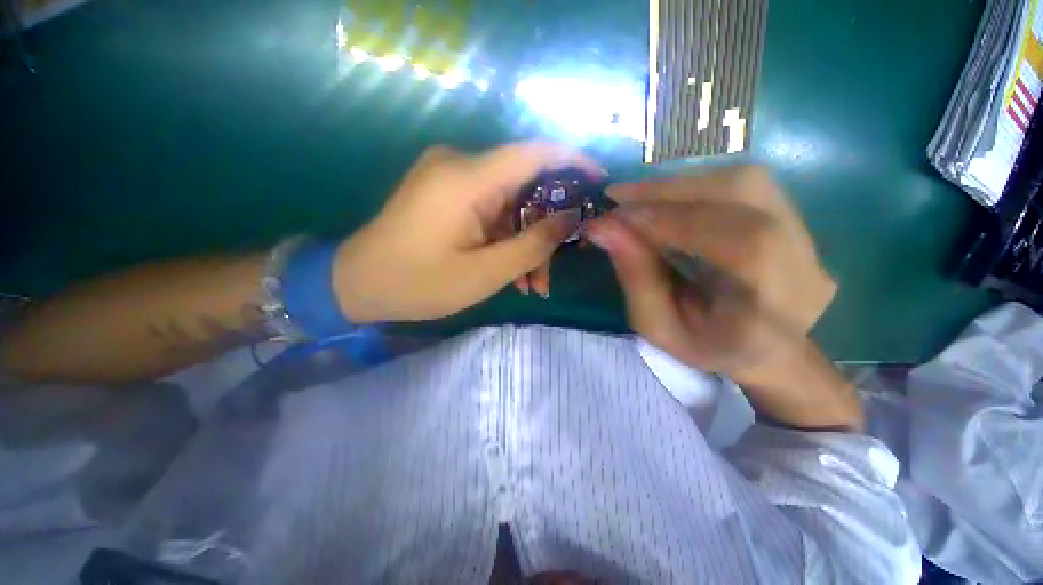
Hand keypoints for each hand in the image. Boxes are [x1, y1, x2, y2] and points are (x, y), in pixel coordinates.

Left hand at [332, 142, 604, 323]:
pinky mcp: (445, 194)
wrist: (355, 284)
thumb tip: (571, 216)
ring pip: (509, 204)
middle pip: (524, 187)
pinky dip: (505, 238)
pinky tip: (511, 270)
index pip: (535, 152)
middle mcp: (459, 165)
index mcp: (467, 178)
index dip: (573, 161)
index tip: (599, 182)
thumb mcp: (486, 273)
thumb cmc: (418, 283)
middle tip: (553, 269)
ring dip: (525, 241)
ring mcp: (450, 179)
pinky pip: (489, 210)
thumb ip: (533, 243)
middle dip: (545, 227)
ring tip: (532, 283)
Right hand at [585, 165, 835, 385]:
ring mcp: (807, 234)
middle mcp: (803, 260)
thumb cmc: (705, 348)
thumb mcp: (658, 326)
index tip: (615, 217)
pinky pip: (745, 184)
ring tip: (637, 198)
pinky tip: (666, 200)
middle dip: (670, 192)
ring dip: (681, 184)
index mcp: (774, 306)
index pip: (735, 240)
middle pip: (744, 194)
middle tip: (619, 197)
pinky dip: (695, 186)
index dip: (670, 220)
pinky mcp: (795, 218)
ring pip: (744, 181)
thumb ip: (635, 277)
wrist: (764, 351)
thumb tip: (603, 228)